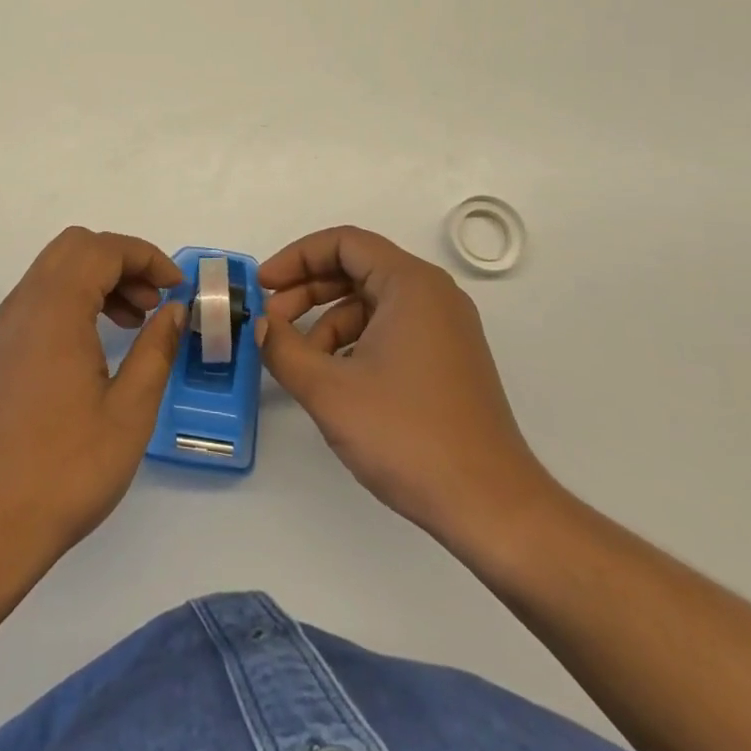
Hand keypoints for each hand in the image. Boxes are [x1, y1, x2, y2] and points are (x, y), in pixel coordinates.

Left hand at [0, 228, 185, 562]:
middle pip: (74, 248)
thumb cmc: (67, 469)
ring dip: (95, 280)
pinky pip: (36, 301)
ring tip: (131, 322)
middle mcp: (22, 306)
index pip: (102, 249)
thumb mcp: (130, 411)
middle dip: (120, 261)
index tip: (176, 287)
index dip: (146, 257)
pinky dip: (70, 301)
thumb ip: (156, 349)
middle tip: (153, 300)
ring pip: (52, 272)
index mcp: (55, 310)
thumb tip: (174, 311)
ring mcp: (2, 329)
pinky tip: (93, 347)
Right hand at [256, 226, 557, 564]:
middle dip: (307, 290)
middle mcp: (432, 295)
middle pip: (356, 268)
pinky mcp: (447, 359)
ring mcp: (445, 328)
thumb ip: (282, 348)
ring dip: (326, 321)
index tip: (263, 287)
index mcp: (411, 284)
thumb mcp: (329, 391)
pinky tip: (333, 378)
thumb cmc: (407, 436)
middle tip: (270, 321)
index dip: (296, 257)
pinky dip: (354, 341)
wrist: (490, 507)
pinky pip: (389, 329)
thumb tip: (260, 325)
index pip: (343, 243)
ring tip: (298, 360)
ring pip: (370, 302)